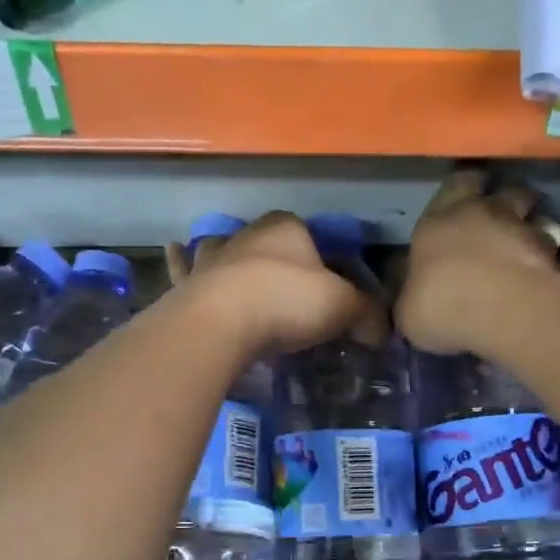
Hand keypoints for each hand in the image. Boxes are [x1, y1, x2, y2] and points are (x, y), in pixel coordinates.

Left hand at [172, 212, 386, 356]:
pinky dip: (180, 260)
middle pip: (268, 242)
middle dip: (278, 258)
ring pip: (224, 248)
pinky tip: (175, 249)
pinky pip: (183, 266)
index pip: (312, 235)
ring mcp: (213, 257)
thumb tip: (384, 330)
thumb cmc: (286, 303)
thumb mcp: (343, 308)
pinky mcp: (187, 283)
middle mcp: (247, 234)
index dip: (325, 260)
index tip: (331, 287)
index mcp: (288, 228)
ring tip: (238, 269)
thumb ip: (368, 314)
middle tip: (290, 289)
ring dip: (231, 255)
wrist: (220, 324)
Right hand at [395, 166, 559, 354]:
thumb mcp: (407, 310)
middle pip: (506, 191)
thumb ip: (413, 296)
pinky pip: (555, 250)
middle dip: (508, 199)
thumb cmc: (439, 304)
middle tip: (507, 215)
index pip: (455, 184)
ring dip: (535, 228)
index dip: (464, 187)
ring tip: (531, 248)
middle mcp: (484, 213)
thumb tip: (412, 296)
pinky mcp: (553, 255)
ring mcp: (523, 230)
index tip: (469, 193)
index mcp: (439, 220)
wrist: (499, 311)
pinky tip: (546, 277)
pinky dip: (552, 259)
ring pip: (537, 216)